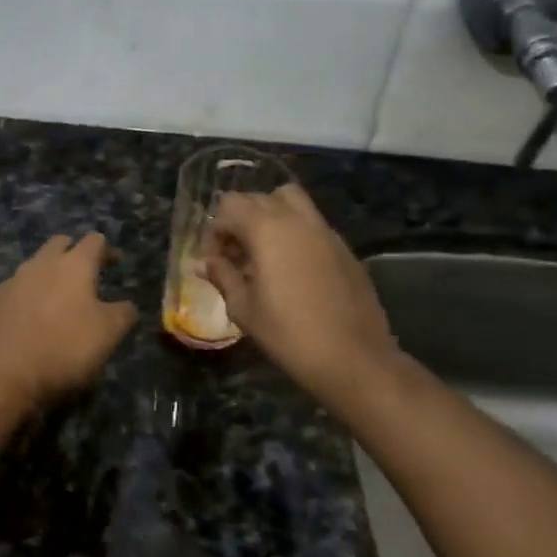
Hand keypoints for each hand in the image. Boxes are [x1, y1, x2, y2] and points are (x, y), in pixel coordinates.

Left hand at [0, 234, 137, 408]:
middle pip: (59, 244)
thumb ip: (123, 314)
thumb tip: (126, 305)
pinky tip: (29, 322)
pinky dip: (25, 300)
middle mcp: (40, 265)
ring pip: (33, 267)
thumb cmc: (63, 347)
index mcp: (73, 265)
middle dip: (72, 252)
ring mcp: (10, 283)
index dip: (107, 250)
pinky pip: (13, 293)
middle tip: (84, 273)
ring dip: (47, 276)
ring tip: (57, 300)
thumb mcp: (108, 334)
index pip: (94, 241)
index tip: (115, 262)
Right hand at [199, 184, 402, 404]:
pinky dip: (295, 233)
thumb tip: (203, 262)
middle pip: (260, 198)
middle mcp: (298, 219)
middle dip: (240, 220)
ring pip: (291, 202)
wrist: (354, 358)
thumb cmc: (289, 334)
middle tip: (234, 256)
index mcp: (267, 229)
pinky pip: (312, 225)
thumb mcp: (244, 308)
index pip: (230, 206)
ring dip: (270, 218)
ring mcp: (325, 231)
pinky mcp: (344, 248)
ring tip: (263, 254)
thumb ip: (222, 276)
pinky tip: (292, 270)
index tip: (213, 260)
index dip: (215, 230)